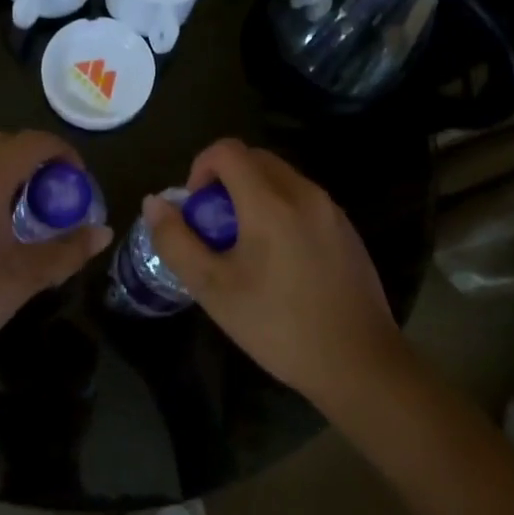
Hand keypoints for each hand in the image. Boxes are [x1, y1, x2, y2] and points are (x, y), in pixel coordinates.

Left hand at [0, 129, 112, 390]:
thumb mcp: (22, 280)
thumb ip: (66, 251)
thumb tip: (104, 232)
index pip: (32, 142)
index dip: (63, 154)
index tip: (79, 183)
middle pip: (2, 140)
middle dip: (35, 157)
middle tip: (55, 194)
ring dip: (8, 168)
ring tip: (27, 210)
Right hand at [144, 138, 403, 407]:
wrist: (359, 364)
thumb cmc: (278, 326)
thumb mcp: (213, 289)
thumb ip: (176, 240)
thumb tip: (155, 203)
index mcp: (270, 202)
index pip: (227, 151)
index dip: (200, 168)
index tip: (196, 209)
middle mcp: (304, 193)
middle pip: (255, 159)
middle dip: (225, 181)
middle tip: (215, 228)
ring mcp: (331, 210)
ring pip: (281, 179)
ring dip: (253, 195)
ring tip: (245, 247)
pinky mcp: (347, 230)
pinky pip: (304, 200)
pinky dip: (280, 210)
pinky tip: (280, 261)